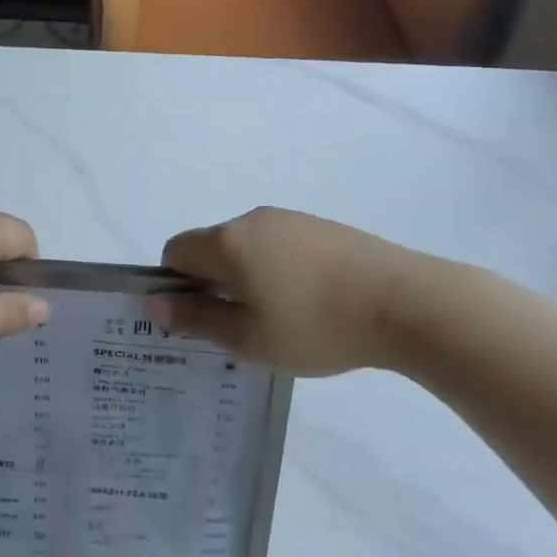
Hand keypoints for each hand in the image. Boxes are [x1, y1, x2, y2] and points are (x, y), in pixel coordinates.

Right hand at [156, 208, 431, 376]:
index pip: (175, 251)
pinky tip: (310, 304)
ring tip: (281, 321)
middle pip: (211, 247)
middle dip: (213, 284)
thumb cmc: (315, 325)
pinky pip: (279, 245)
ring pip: (247, 247)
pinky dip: (278, 271)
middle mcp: (253, 219)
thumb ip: (196, 318)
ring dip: (247, 278)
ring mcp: (290, 219)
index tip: (201, 319)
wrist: (403, 302)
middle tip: (240, 329)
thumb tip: (153, 301)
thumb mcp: (248, 337)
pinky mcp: (321, 227)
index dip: (175, 285)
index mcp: (228, 242)